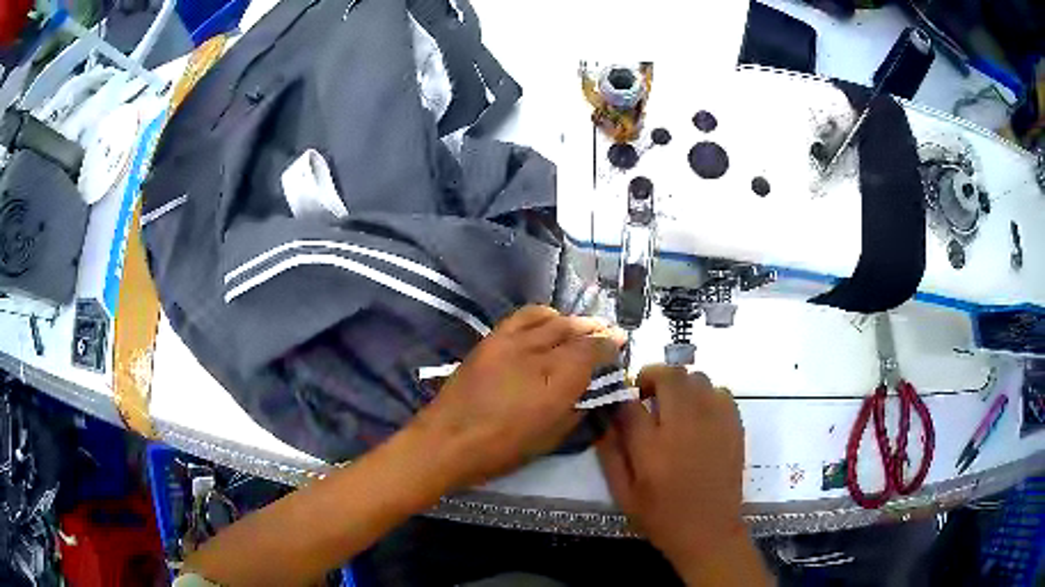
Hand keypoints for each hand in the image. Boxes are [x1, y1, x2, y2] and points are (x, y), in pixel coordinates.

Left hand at [410, 305, 624, 489]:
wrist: (447, 440)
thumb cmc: (501, 450)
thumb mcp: (549, 439)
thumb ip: (574, 411)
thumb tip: (588, 392)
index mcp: (556, 382)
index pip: (592, 351)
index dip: (609, 344)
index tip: (620, 342)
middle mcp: (537, 354)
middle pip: (574, 331)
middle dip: (595, 330)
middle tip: (608, 332)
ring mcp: (511, 342)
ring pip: (551, 320)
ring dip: (572, 321)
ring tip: (583, 326)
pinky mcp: (491, 339)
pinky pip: (523, 316)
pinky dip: (543, 314)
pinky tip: (549, 320)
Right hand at [596, 366, 749, 569]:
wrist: (709, 531)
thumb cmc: (661, 516)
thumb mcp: (624, 494)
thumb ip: (610, 454)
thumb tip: (603, 420)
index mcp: (652, 448)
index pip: (630, 404)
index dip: (621, 400)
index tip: (620, 406)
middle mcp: (684, 426)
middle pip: (669, 376)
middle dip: (652, 377)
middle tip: (646, 394)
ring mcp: (714, 422)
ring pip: (697, 378)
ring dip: (680, 386)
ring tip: (675, 406)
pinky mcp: (734, 425)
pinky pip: (720, 392)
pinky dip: (706, 396)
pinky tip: (700, 417)